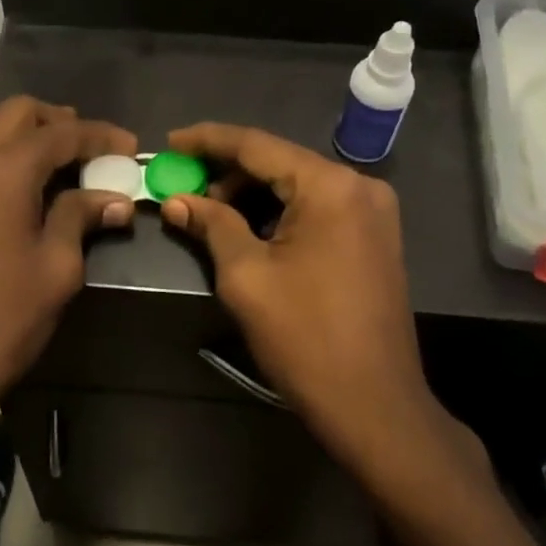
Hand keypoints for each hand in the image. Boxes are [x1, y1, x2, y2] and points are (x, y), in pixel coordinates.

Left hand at [0, 98, 136, 443]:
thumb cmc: (3, 316)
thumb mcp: (56, 266)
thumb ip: (81, 217)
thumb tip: (115, 200)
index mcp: (2, 169)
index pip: (60, 133)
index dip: (100, 136)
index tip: (131, 147)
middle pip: (18, 113)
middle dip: (60, 122)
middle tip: (95, 148)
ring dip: (32, 138)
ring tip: (69, 167)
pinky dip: (10, 158)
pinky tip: (34, 190)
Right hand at [159, 123, 486, 480]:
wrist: (375, 405)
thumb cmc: (305, 338)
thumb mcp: (246, 277)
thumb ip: (211, 225)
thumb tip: (177, 201)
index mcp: (329, 186)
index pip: (257, 144)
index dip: (207, 140)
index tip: (170, 143)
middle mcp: (359, 185)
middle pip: (280, 162)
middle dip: (228, 173)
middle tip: (185, 189)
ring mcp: (373, 211)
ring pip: (299, 184)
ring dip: (253, 194)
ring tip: (210, 213)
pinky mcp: (376, 237)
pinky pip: (318, 207)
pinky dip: (281, 211)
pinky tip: (250, 228)